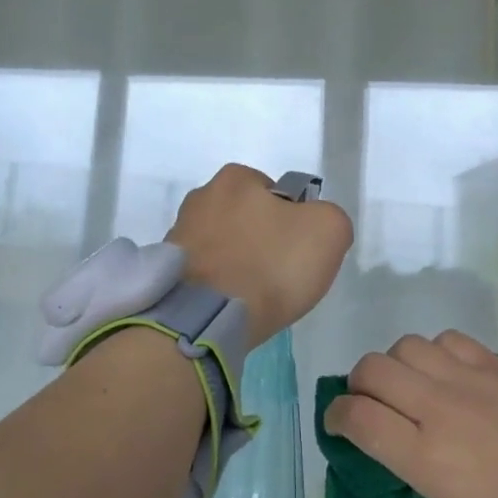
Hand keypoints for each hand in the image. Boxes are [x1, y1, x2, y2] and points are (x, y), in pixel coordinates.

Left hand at [166, 164, 352, 345]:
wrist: (206, 318)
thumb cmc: (270, 265)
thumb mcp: (328, 231)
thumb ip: (330, 217)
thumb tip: (315, 227)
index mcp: (235, 178)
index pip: (275, 193)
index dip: (293, 221)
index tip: (296, 251)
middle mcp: (200, 198)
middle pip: (246, 218)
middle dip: (261, 241)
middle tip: (278, 275)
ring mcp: (178, 235)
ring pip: (223, 246)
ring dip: (237, 264)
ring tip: (252, 296)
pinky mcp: (167, 271)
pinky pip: (204, 273)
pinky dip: (218, 286)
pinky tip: (229, 306)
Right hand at [325, 332, 497, 497]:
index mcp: (425, 456)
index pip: (358, 417)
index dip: (335, 416)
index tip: (338, 425)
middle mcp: (437, 408)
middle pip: (373, 369)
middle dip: (358, 384)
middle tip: (370, 404)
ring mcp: (469, 380)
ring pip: (407, 347)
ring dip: (396, 365)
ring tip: (409, 386)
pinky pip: (449, 340)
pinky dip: (435, 351)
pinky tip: (446, 372)